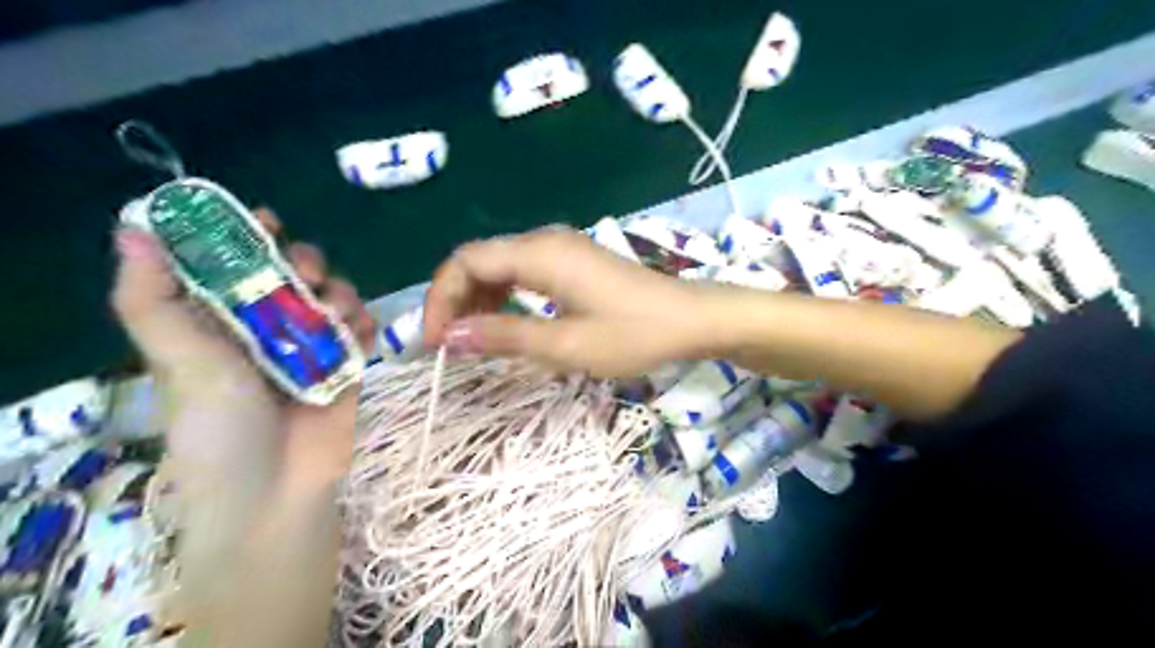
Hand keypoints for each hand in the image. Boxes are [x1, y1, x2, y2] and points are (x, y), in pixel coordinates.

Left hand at [108, 208, 371, 617]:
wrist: (278, 486)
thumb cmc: (219, 424)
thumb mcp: (177, 359)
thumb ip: (153, 298)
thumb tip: (129, 228)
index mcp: (218, 322)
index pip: (231, 264)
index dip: (246, 235)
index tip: (267, 219)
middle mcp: (265, 328)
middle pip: (291, 272)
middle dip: (303, 260)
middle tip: (306, 270)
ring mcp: (311, 346)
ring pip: (332, 295)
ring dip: (339, 290)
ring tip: (335, 308)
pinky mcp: (347, 364)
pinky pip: (362, 327)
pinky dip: (363, 321)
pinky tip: (358, 330)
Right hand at [423, 228, 714, 377]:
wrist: (691, 320)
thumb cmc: (634, 334)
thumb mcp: (567, 345)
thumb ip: (505, 337)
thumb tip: (450, 338)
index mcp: (540, 254)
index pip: (466, 261)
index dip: (441, 299)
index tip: (435, 343)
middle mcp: (545, 241)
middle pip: (479, 259)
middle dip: (455, 300)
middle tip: (449, 346)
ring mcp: (561, 249)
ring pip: (500, 266)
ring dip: (478, 299)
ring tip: (471, 340)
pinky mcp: (573, 263)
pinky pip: (523, 273)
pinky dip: (504, 297)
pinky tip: (503, 323)